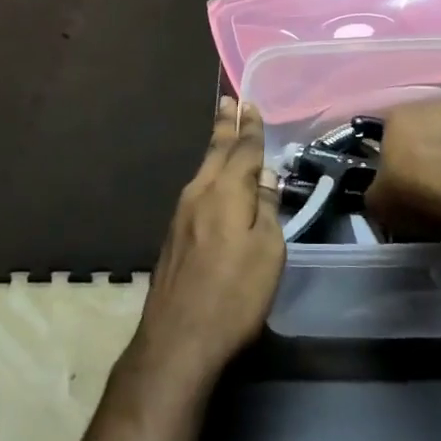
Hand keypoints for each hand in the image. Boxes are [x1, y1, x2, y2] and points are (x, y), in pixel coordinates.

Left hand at [130, 97, 283, 392]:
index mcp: (225, 192)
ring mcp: (181, 214)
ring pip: (203, 169)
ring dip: (215, 146)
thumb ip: (266, 209)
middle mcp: (199, 193)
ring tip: (221, 130)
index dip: (250, 127)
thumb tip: (265, 177)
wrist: (177, 339)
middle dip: (224, 125)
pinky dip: (208, 172)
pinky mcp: (173, 236)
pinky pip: (196, 189)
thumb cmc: (234, 295)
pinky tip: (212, 179)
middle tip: (228, 100)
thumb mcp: (267, 251)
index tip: (249, 103)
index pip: (243, 150)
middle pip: (215, 151)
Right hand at [364, 100, 440, 240]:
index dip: (385, 155)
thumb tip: (379, 191)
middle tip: (414, 182)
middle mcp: (431, 107)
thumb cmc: (415, 191)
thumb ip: (373, 189)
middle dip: (416, 152)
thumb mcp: (376, 201)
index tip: (387, 178)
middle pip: (418, 131)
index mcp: (398, 114)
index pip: (384, 131)